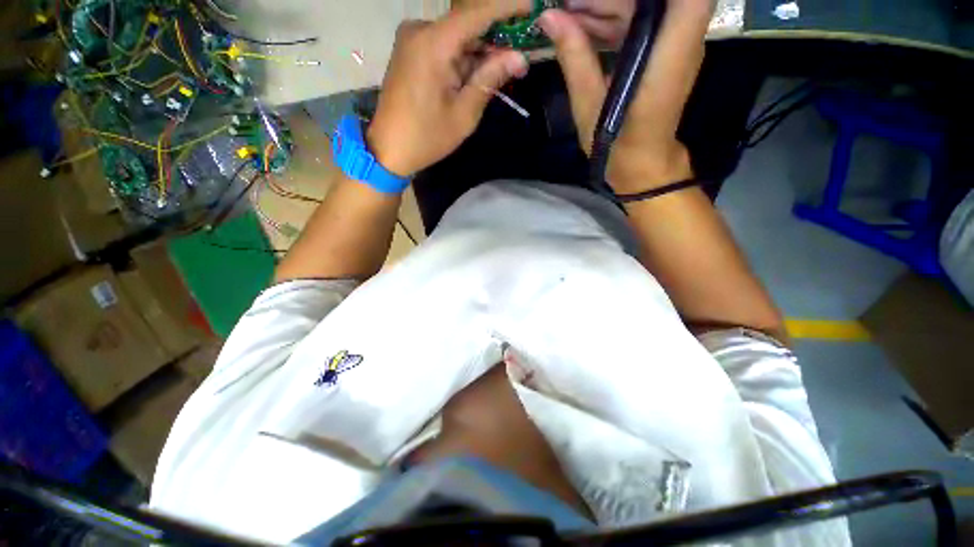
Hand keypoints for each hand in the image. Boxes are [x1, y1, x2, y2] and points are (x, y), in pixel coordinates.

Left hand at [366, 0, 530, 178]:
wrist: (389, 150)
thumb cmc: (427, 137)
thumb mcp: (464, 113)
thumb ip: (489, 80)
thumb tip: (518, 58)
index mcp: (433, 44)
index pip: (477, 13)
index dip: (507, 7)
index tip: (531, 6)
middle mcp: (419, 30)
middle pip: (467, 24)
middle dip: (495, 39)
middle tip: (520, 58)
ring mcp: (412, 39)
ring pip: (456, 37)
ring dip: (480, 51)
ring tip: (505, 70)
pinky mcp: (410, 51)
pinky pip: (444, 46)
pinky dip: (464, 57)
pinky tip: (478, 73)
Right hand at [538, 0, 712, 192]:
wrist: (640, 165)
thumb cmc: (616, 144)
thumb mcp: (590, 105)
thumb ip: (575, 57)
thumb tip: (550, 18)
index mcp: (669, 52)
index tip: (597, 0)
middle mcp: (682, 39)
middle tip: (567, 5)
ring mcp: (674, 45)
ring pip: (645, 7)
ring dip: (606, 6)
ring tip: (566, 14)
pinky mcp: (663, 53)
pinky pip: (641, 24)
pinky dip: (612, 21)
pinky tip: (582, 28)